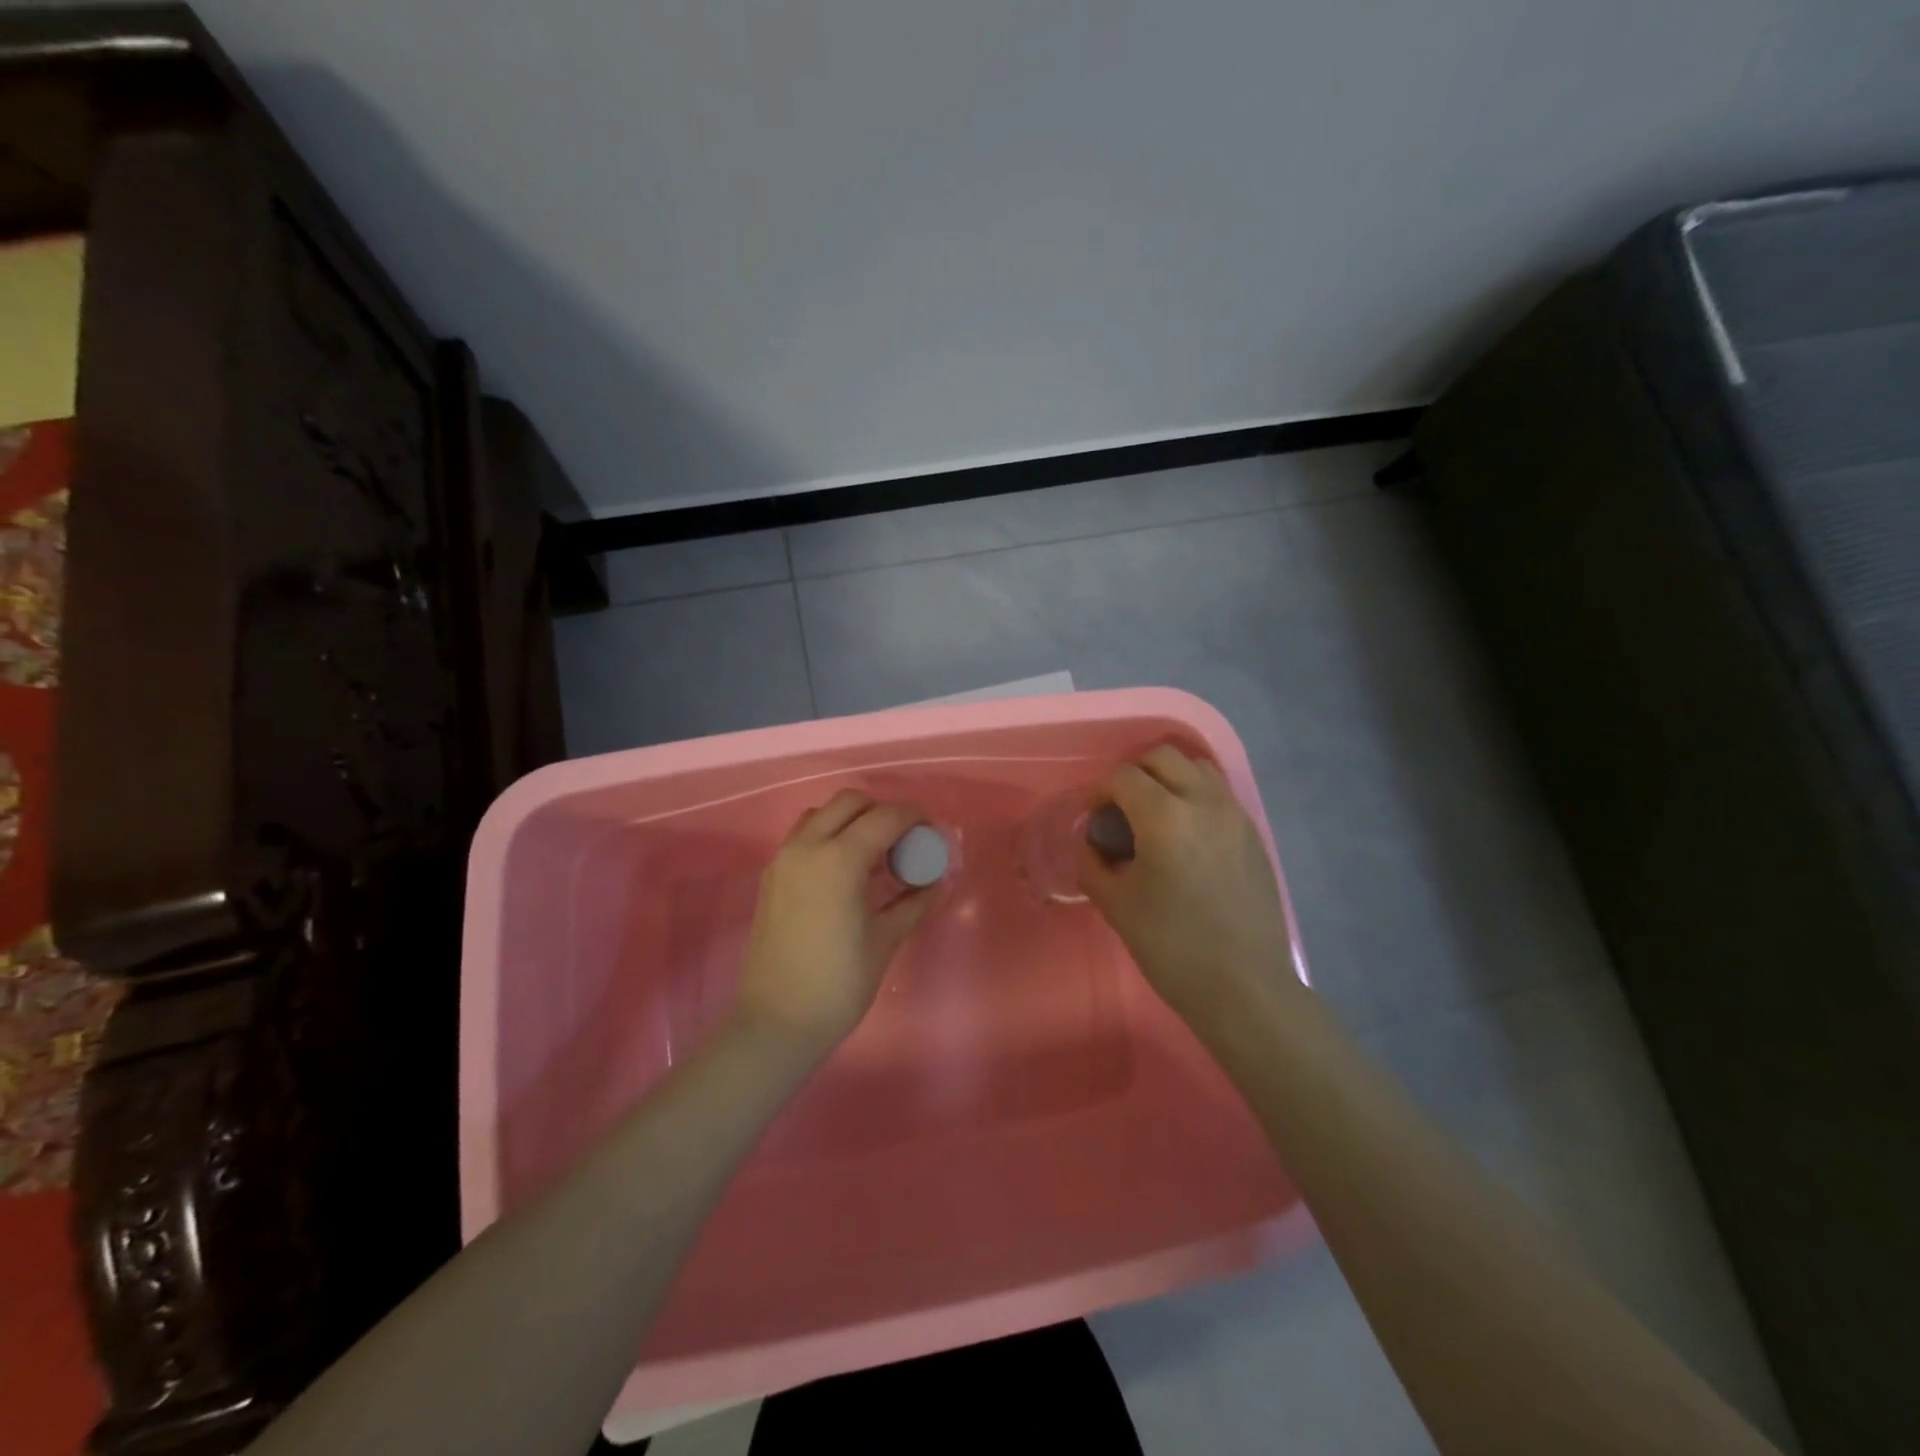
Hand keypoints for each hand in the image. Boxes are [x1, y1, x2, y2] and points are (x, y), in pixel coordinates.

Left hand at [733, 790, 935, 1057]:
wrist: (776, 1023)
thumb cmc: (838, 984)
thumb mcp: (885, 940)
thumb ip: (913, 903)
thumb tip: (935, 883)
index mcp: (839, 860)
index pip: (884, 817)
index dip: (913, 817)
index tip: (931, 831)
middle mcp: (807, 847)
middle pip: (849, 802)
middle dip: (881, 812)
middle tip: (902, 842)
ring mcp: (783, 860)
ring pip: (821, 815)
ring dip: (851, 821)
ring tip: (873, 854)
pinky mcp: (771, 876)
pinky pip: (803, 837)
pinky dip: (828, 837)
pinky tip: (845, 872)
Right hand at [1078, 745, 1295, 1026]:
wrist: (1244, 987)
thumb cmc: (1172, 947)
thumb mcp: (1116, 905)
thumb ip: (1092, 863)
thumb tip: (1091, 842)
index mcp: (1165, 817)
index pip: (1124, 777)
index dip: (1100, 791)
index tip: (1092, 817)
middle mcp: (1204, 802)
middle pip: (1164, 757)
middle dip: (1135, 774)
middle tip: (1121, 809)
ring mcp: (1235, 815)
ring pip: (1198, 767)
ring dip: (1170, 778)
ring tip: (1156, 814)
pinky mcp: (1254, 834)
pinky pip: (1220, 793)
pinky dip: (1196, 796)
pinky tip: (1186, 836)